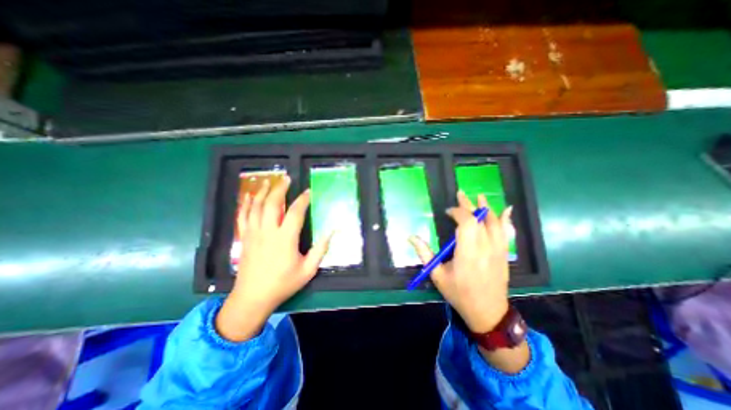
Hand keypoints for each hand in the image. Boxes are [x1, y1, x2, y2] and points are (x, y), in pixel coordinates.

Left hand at [214, 178, 333, 341]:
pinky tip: (249, 196)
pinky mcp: (244, 238)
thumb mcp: (308, 270)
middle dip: (280, 188)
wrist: (252, 297)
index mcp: (285, 239)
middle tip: (287, 179)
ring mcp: (253, 233)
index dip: (303, 200)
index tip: (308, 192)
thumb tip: (332, 232)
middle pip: (272, 203)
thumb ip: (320, 250)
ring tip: (269, 181)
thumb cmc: (283, 283)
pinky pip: (243, 216)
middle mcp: (268, 232)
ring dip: (262, 192)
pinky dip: (246, 204)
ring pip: (256, 206)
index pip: (295, 212)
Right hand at [410, 191, 513, 334]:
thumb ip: (424, 253)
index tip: (447, 212)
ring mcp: (498, 250)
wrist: (487, 312)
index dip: (457, 212)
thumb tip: (411, 236)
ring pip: (494, 223)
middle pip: (479, 219)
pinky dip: (505, 220)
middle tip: (461, 194)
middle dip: (469, 205)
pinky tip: (506, 210)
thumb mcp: (438, 275)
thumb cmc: (459, 293)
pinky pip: (506, 233)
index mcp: (468, 252)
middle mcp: (485, 247)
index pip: (466, 223)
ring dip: (486, 208)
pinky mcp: (504, 254)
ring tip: (480, 196)